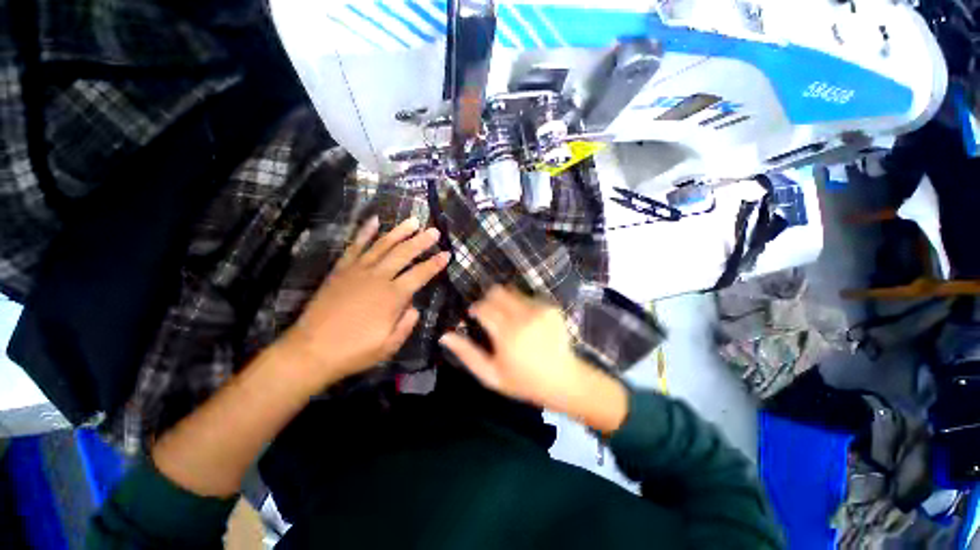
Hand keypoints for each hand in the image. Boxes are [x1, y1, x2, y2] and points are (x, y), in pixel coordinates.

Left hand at [283, 216, 449, 386]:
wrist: (310, 350)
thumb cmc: (354, 351)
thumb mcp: (389, 346)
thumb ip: (407, 324)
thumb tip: (415, 307)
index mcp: (392, 296)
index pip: (420, 274)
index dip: (435, 263)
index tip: (447, 254)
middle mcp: (378, 277)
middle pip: (404, 253)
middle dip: (421, 241)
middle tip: (434, 231)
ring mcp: (357, 271)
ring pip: (383, 245)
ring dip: (399, 232)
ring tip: (412, 221)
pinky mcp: (341, 270)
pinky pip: (355, 246)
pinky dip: (365, 232)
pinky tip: (374, 220)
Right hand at [439, 286, 627, 432]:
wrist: (563, 380)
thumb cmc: (523, 381)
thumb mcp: (491, 375)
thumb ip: (467, 353)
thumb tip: (444, 335)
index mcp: (506, 333)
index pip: (482, 307)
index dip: (475, 309)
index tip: (475, 317)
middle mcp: (523, 316)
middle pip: (497, 291)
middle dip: (489, 299)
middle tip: (491, 315)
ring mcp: (539, 309)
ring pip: (512, 291)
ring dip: (505, 300)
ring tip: (509, 318)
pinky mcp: (551, 308)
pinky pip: (529, 297)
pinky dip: (522, 305)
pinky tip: (527, 322)